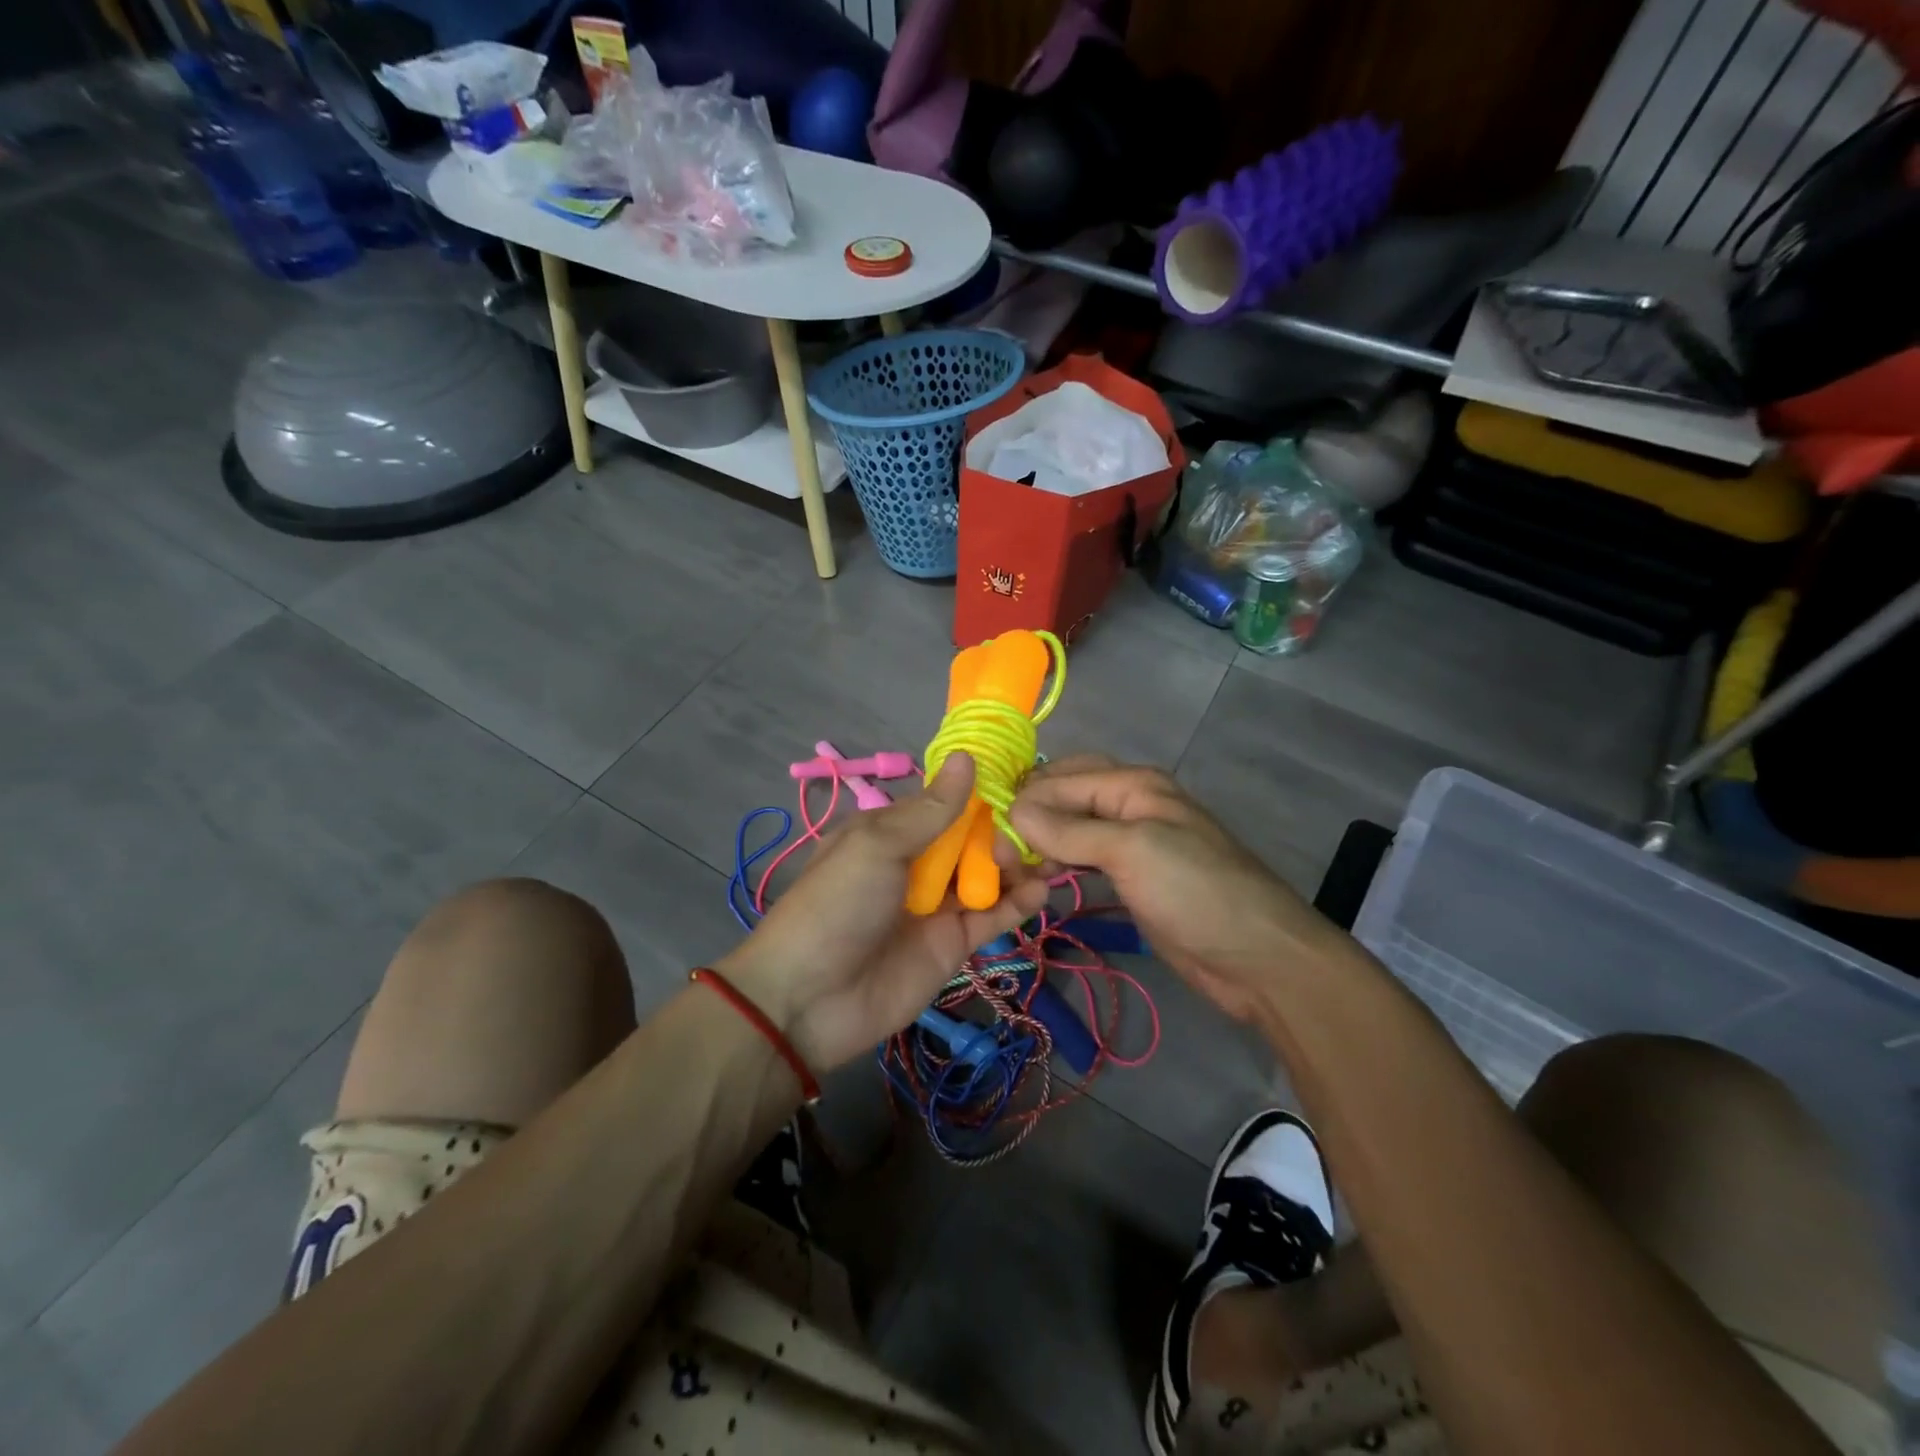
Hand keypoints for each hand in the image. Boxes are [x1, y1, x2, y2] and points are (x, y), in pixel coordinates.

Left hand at [718, 754, 1048, 1072]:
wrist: (809, 1000)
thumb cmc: (838, 905)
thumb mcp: (877, 846)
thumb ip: (930, 810)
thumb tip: (966, 757)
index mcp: (891, 831)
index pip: (944, 803)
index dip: (980, 793)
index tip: (1022, 781)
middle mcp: (917, 863)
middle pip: (971, 839)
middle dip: (1003, 831)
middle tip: (1029, 834)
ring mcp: (937, 905)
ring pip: (987, 876)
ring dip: (1015, 865)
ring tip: (1046, 858)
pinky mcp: (954, 944)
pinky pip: (992, 917)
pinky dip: (1017, 903)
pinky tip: (1039, 890)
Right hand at [1007, 757, 1338, 1022]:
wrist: (1258, 957)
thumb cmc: (1195, 891)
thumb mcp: (1131, 850)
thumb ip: (1069, 829)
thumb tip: (1012, 812)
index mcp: (1132, 784)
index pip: (1060, 779)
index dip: (1022, 802)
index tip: (985, 838)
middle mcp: (1129, 804)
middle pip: (1064, 797)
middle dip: (1028, 817)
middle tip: (994, 852)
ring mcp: (1132, 843)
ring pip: (1071, 829)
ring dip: (1039, 843)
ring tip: (1009, 870)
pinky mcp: (1132, 878)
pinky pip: (1083, 860)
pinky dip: (1058, 865)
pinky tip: (1038, 880)